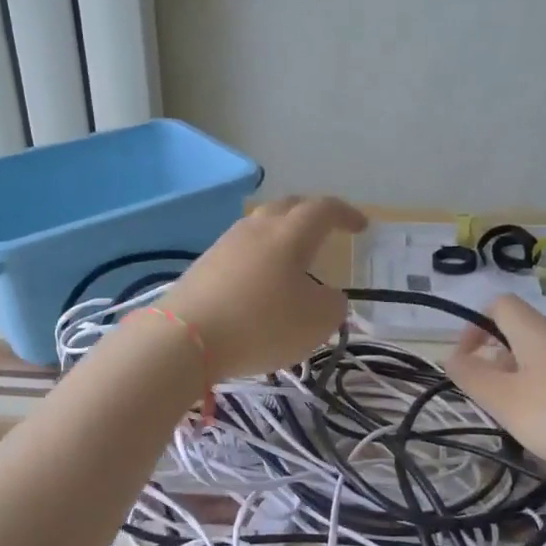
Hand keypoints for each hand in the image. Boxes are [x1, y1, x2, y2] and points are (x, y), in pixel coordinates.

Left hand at [161, 195, 367, 380]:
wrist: (184, 338)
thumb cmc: (261, 324)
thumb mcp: (316, 322)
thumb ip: (333, 305)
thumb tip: (327, 296)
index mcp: (290, 233)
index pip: (324, 209)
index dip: (345, 214)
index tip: (361, 226)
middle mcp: (257, 228)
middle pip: (288, 207)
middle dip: (311, 213)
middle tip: (327, 229)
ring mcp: (226, 244)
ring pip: (261, 226)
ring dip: (282, 235)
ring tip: (294, 257)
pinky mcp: (204, 265)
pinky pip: (242, 250)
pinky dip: (260, 257)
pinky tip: (261, 281)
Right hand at [445, 295, 545, 475]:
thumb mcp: (505, 400)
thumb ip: (472, 376)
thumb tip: (452, 357)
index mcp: (536, 331)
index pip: (499, 304)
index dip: (475, 326)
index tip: (468, 361)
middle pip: (520, 333)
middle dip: (496, 361)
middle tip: (491, 397)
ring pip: (541, 357)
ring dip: (521, 379)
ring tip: (519, 417)